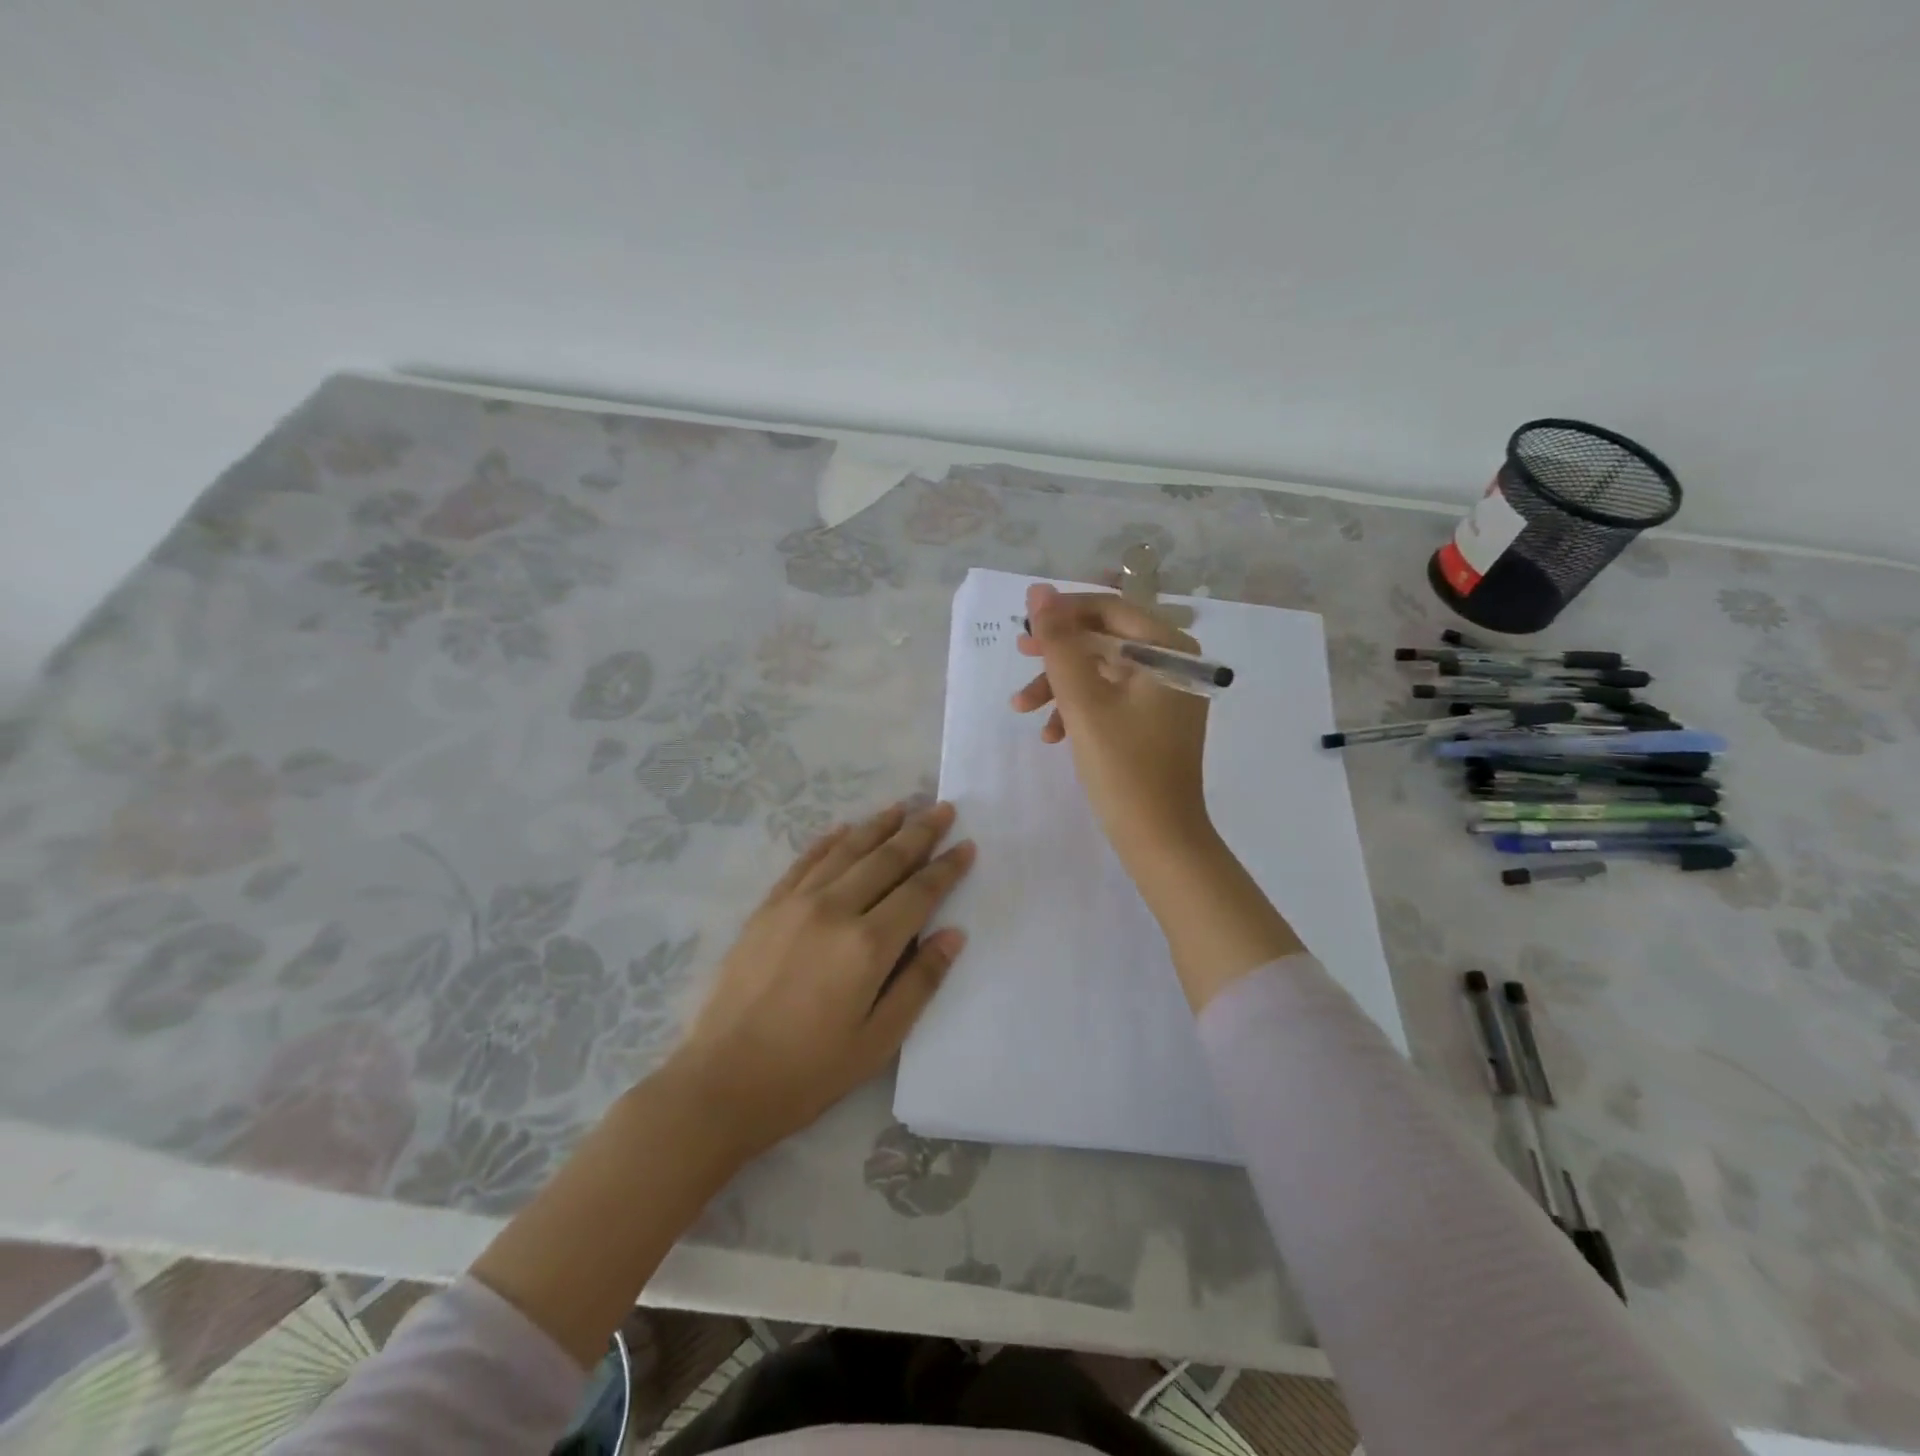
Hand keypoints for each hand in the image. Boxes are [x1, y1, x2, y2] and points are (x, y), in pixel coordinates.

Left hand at [664, 800, 974, 1163]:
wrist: (721, 1081)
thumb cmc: (809, 1071)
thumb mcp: (879, 1040)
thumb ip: (920, 982)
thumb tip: (953, 935)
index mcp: (867, 945)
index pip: (919, 892)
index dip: (946, 868)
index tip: (967, 845)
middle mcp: (833, 909)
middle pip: (886, 859)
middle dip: (919, 832)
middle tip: (943, 808)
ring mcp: (795, 903)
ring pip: (846, 850)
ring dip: (878, 826)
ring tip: (902, 806)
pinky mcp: (767, 908)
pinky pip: (804, 861)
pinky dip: (829, 840)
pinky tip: (844, 829)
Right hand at [1011, 583, 1215, 868]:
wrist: (1158, 839)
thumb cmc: (1123, 767)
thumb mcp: (1083, 701)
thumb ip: (1059, 643)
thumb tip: (1039, 591)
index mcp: (1169, 649)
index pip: (1110, 608)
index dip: (1063, 613)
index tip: (1024, 628)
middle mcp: (1173, 663)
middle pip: (1104, 639)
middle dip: (1058, 653)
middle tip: (1018, 656)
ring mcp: (1164, 694)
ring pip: (1101, 671)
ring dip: (1060, 686)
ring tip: (1022, 708)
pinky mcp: (1152, 721)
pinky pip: (1109, 699)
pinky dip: (1078, 709)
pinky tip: (1051, 734)